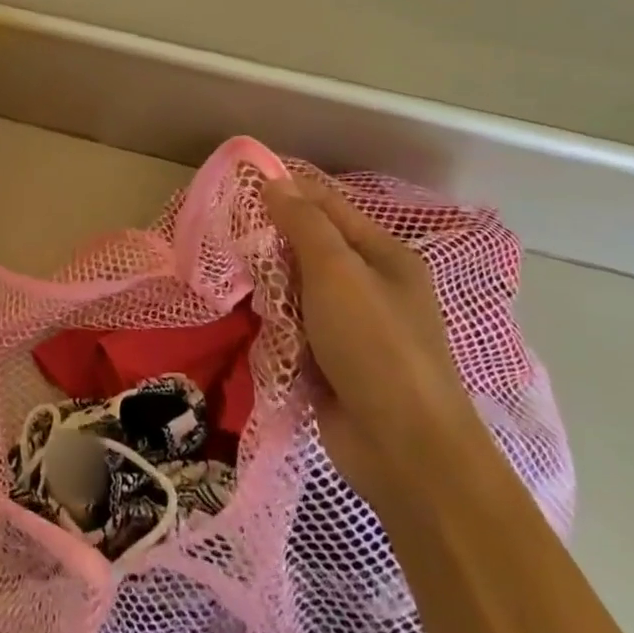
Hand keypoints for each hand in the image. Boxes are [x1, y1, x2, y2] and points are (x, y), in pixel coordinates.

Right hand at [260, 176, 484, 508]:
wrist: (403, 449)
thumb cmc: (375, 345)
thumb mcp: (337, 272)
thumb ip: (304, 224)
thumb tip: (275, 183)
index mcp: (384, 256)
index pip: (328, 205)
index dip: (287, 192)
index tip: (239, 185)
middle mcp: (370, 285)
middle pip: (310, 248)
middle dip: (272, 243)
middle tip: (230, 238)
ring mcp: (351, 327)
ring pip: (296, 289)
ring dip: (270, 287)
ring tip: (236, 280)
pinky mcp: (331, 362)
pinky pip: (294, 327)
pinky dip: (274, 324)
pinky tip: (252, 320)